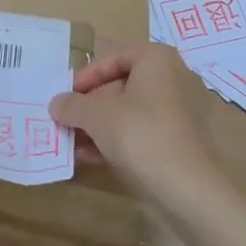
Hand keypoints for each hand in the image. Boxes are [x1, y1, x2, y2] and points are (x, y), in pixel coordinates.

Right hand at [50, 45, 229, 209]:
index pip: (114, 57)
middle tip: (68, 119)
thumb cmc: (141, 134)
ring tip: (73, 142)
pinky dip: (118, 138)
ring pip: (131, 110)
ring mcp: (180, 110)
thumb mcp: (97, 116)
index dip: (87, 76)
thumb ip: (72, 105)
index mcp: (157, 59)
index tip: (68, 95)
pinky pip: (143, 130)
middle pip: (122, 84)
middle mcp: (173, 77)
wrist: (189, 189)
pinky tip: (92, 156)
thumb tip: (56, 104)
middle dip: (91, 104)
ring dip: (100, 125)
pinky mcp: (181, 139)